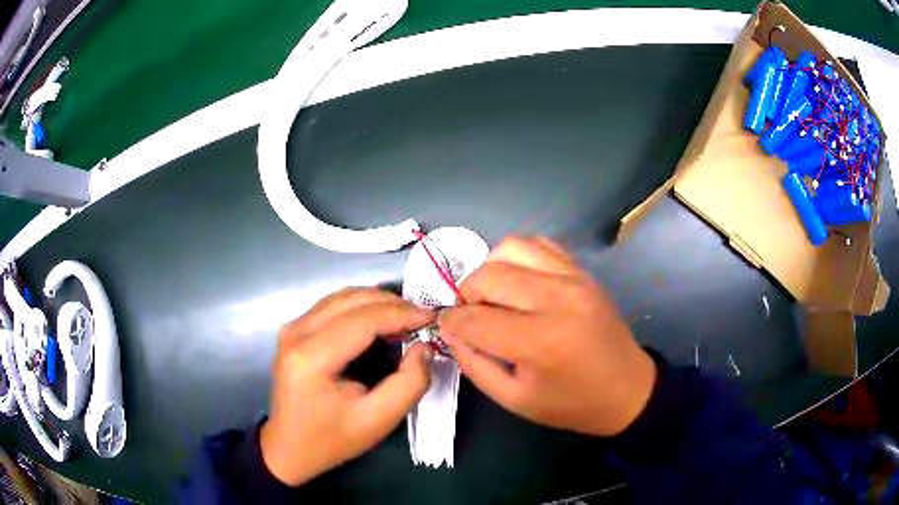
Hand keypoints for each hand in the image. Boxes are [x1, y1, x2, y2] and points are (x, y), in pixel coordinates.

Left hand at [260, 288, 434, 485]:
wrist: (289, 448)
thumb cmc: (333, 439)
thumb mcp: (379, 420)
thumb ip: (410, 383)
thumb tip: (424, 347)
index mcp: (311, 357)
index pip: (363, 319)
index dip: (401, 314)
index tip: (432, 318)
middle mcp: (296, 333)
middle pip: (351, 300)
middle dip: (392, 303)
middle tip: (423, 317)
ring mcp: (292, 328)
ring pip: (342, 297)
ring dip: (377, 301)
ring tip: (406, 317)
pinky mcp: (293, 330)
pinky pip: (332, 305)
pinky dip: (360, 306)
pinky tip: (380, 319)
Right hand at [439, 237, 655, 436]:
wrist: (626, 389)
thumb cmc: (570, 403)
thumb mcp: (514, 399)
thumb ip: (474, 364)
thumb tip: (451, 330)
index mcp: (539, 341)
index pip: (474, 318)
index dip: (451, 322)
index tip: (446, 326)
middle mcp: (556, 299)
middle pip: (488, 276)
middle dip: (466, 295)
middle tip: (470, 315)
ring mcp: (573, 279)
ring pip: (511, 248)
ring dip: (490, 270)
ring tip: (493, 295)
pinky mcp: (582, 271)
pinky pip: (539, 245)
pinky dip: (518, 257)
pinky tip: (519, 282)